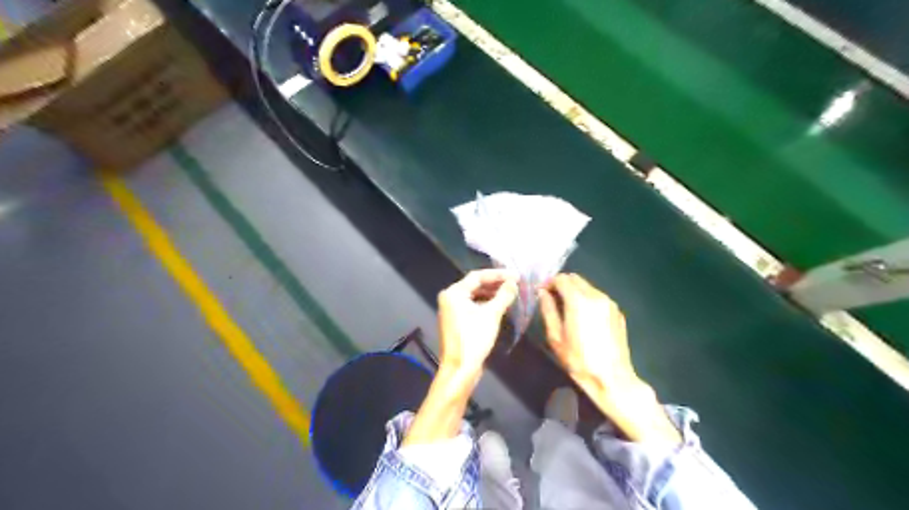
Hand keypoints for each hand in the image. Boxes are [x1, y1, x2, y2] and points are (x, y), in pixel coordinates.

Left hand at [438, 270, 518, 376]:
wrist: (460, 368)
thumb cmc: (474, 339)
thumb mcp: (492, 315)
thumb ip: (503, 295)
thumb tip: (514, 282)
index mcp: (454, 293)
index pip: (477, 276)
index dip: (498, 274)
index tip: (516, 275)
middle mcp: (449, 298)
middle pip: (475, 284)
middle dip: (495, 283)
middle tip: (514, 283)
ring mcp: (451, 310)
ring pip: (474, 295)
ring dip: (491, 293)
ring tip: (509, 293)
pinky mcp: (455, 320)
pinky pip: (471, 305)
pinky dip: (485, 303)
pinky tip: (499, 305)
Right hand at [538, 275, 636, 389]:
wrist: (611, 377)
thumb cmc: (578, 360)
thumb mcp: (556, 337)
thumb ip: (548, 310)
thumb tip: (543, 293)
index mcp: (579, 301)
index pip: (561, 279)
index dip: (549, 283)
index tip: (542, 293)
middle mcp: (596, 296)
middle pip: (575, 278)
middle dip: (562, 284)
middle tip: (552, 299)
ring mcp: (609, 302)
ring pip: (587, 286)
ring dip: (575, 291)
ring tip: (567, 308)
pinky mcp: (617, 311)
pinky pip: (598, 297)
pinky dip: (587, 299)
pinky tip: (583, 317)